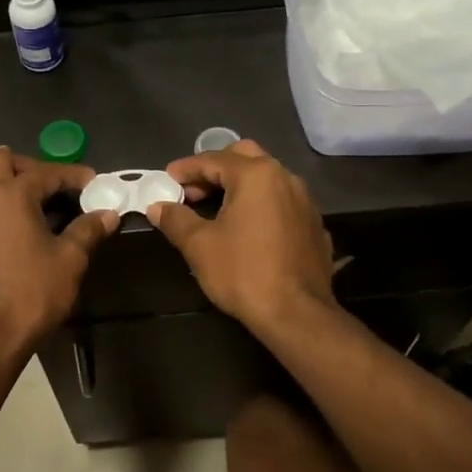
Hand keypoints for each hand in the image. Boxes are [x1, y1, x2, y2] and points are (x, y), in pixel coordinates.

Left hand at [0, 149, 119, 351]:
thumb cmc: (32, 293)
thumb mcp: (70, 260)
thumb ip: (87, 230)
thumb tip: (108, 213)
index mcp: (11, 194)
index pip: (46, 173)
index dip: (72, 175)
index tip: (91, 181)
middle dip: (26, 165)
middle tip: (48, 182)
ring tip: (10, 186)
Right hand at [147, 140, 335, 328]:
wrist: (296, 314)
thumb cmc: (243, 272)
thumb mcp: (199, 245)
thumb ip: (175, 219)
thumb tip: (157, 206)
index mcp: (256, 175)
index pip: (213, 160)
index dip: (185, 169)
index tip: (166, 180)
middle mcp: (285, 178)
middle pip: (245, 157)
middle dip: (215, 169)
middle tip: (193, 191)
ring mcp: (305, 201)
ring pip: (267, 179)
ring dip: (240, 186)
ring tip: (217, 209)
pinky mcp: (314, 225)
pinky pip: (283, 203)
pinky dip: (261, 206)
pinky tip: (249, 230)